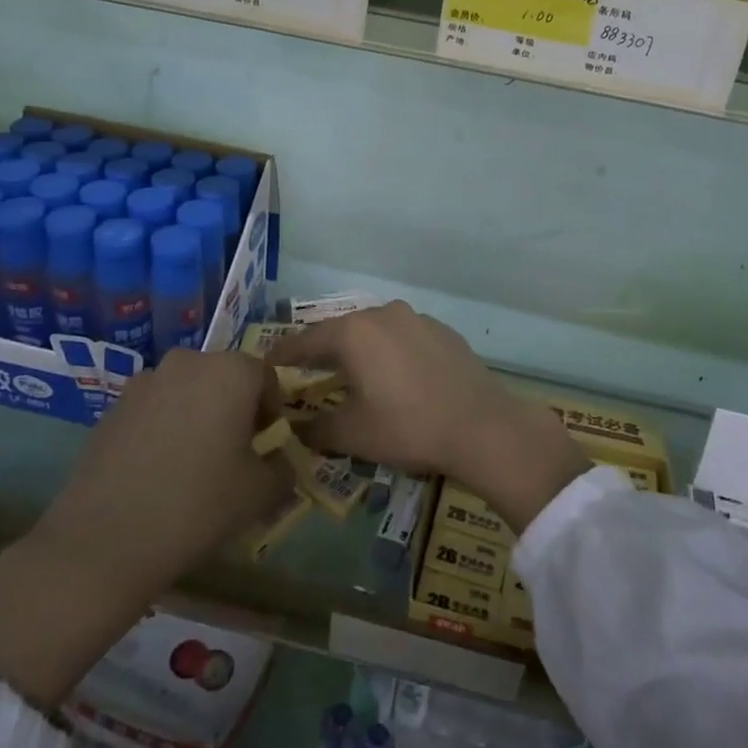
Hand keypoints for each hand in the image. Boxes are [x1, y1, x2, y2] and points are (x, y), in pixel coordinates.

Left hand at [0, 350, 290, 708]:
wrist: (104, 542)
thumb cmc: (198, 506)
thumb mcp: (261, 492)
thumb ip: (284, 467)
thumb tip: (280, 460)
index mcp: (231, 371)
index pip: (266, 378)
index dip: (272, 410)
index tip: (266, 445)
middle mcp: (189, 362)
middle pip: (225, 378)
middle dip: (235, 408)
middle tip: (233, 452)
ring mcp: (145, 381)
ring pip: (187, 391)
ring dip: (197, 414)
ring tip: (192, 462)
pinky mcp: (112, 407)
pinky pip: (154, 408)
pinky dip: (164, 426)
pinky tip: (157, 470)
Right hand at [268, 303, 587, 533]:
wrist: (481, 425)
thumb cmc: (408, 426)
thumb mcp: (353, 433)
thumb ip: (315, 428)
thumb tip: (293, 428)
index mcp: (355, 332)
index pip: (306, 340)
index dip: (284, 355)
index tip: (266, 365)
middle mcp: (384, 313)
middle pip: (341, 331)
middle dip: (322, 351)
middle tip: (306, 372)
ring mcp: (417, 318)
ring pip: (375, 331)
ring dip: (359, 350)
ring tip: (350, 374)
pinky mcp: (443, 331)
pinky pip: (403, 337)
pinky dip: (390, 352)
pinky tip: (394, 376)